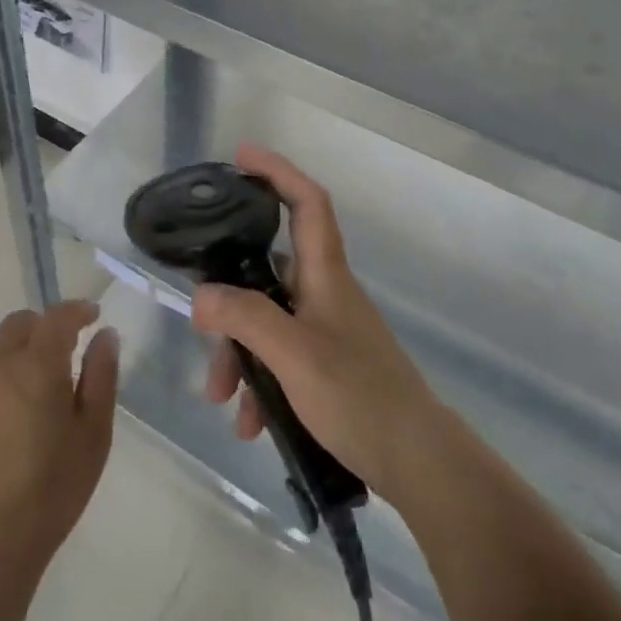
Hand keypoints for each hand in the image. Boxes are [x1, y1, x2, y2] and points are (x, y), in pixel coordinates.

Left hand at [0, 301, 118, 570]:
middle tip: (61, 354)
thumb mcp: (94, 434)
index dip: (76, 310)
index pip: (56, 317)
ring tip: (30, 395)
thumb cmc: (53, 488)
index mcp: (36, 366)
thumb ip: (101, 376)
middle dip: (42, 328)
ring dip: (14, 358)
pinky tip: (1, 429)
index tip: (91, 317)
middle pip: (17, 325)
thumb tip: (104, 335)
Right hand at [193, 145, 436, 497]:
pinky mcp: (327, 365)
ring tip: (222, 399)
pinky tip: (250, 423)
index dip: (277, 171)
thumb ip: (245, 319)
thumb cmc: (358, 397)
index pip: (307, 202)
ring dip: (239, 354)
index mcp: (325, 274)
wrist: (419, 464)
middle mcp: (325, 293)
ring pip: (267, 321)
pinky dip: (260, 382)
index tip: (241, 157)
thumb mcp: (293, 355)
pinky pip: (280, 358)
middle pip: (267, 271)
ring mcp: (327, 330)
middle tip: (202, 329)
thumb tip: (202, 297)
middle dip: (230, 301)